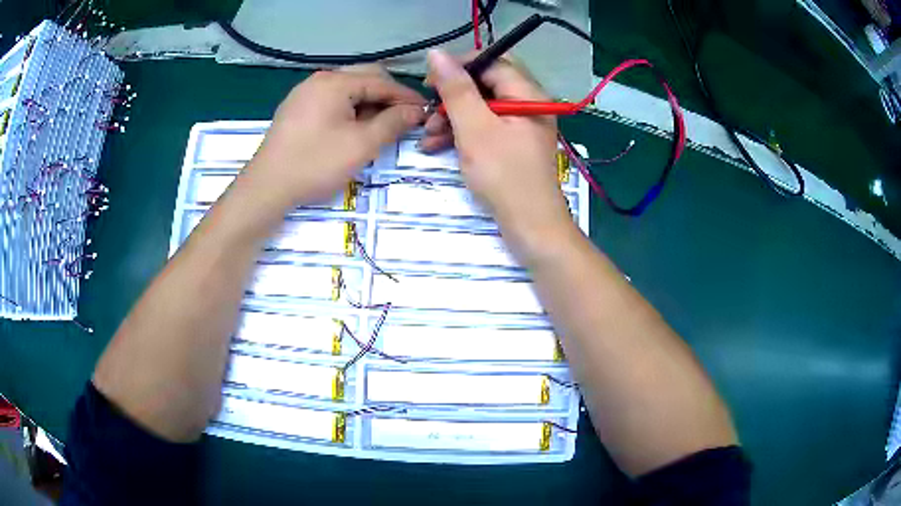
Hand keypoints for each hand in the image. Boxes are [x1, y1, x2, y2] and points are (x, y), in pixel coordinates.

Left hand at [247, 65, 425, 207]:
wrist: (266, 188)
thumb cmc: (315, 164)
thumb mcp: (361, 145)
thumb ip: (392, 123)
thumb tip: (416, 110)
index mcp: (335, 82)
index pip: (381, 81)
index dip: (406, 97)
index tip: (426, 112)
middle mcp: (319, 80)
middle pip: (364, 80)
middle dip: (387, 98)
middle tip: (405, 119)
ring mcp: (304, 94)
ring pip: (347, 91)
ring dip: (368, 104)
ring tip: (381, 126)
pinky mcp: (296, 110)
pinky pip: (330, 101)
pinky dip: (348, 110)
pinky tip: (353, 128)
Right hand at [421, 50, 571, 249]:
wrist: (531, 228)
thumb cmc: (504, 176)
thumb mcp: (474, 128)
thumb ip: (456, 89)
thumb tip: (436, 54)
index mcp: (528, 94)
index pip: (492, 62)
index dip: (459, 67)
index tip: (429, 82)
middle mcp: (528, 104)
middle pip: (485, 85)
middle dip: (452, 97)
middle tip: (428, 112)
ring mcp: (521, 126)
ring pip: (481, 108)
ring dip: (451, 118)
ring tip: (426, 136)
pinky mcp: (513, 146)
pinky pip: (484, 128)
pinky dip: (461, 133)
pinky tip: (436, 146)